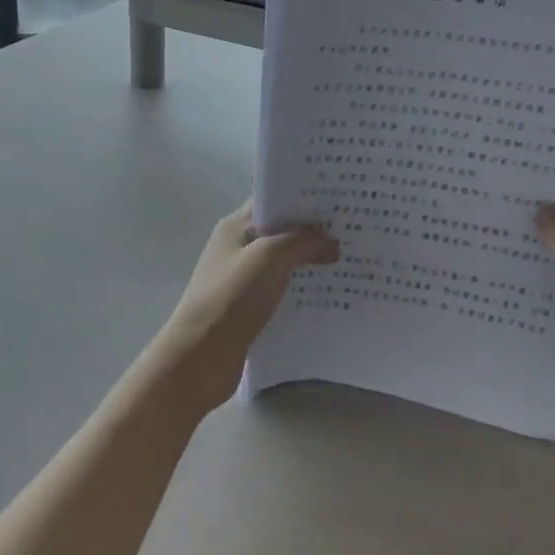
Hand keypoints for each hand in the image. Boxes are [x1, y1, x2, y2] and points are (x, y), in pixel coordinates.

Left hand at [149, 202, 337, 416]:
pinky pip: (283, 288)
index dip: (304, 197)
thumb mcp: (270, 257)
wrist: (201, 356)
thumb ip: (303, 241)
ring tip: (350, 259)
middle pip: (282, 230)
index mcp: (237, 226)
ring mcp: (243, 278)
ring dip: (311, 260)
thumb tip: (331, 241)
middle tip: (354, 229)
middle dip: (314, 230)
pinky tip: (330, 292)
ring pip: (284, 261)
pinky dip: (303, 287)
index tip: (339, 199)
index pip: (274, 200)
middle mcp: (239, 247)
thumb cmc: (231, 297)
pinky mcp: (250, 306)